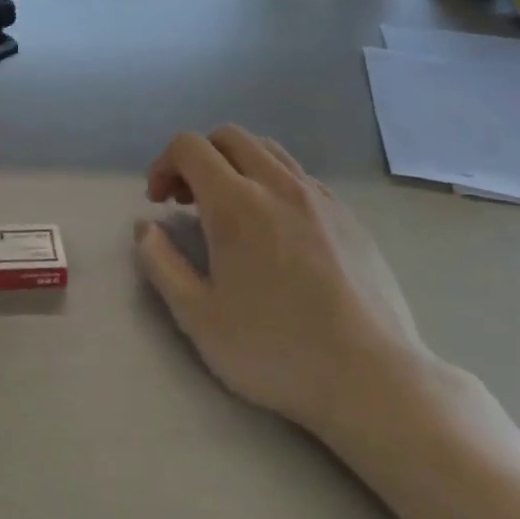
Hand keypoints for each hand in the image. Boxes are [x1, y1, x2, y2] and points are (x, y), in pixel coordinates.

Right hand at [134, 126, 432, 437]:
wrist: (373, 381)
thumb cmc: (275, 350)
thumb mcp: (196, 316)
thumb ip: (160, 263)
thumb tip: (145, 227)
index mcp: (236, 204)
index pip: (189, 147)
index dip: (163, 164)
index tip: (159, 203)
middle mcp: (279, 186)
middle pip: (228, 137)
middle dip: (197, 158)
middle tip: (187, 201)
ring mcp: (321, 199)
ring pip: (268, 151)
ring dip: (236, 165)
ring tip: (230, 211)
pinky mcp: (350, 218)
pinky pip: (300, 177)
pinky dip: (272, 183)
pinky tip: (274, 230)